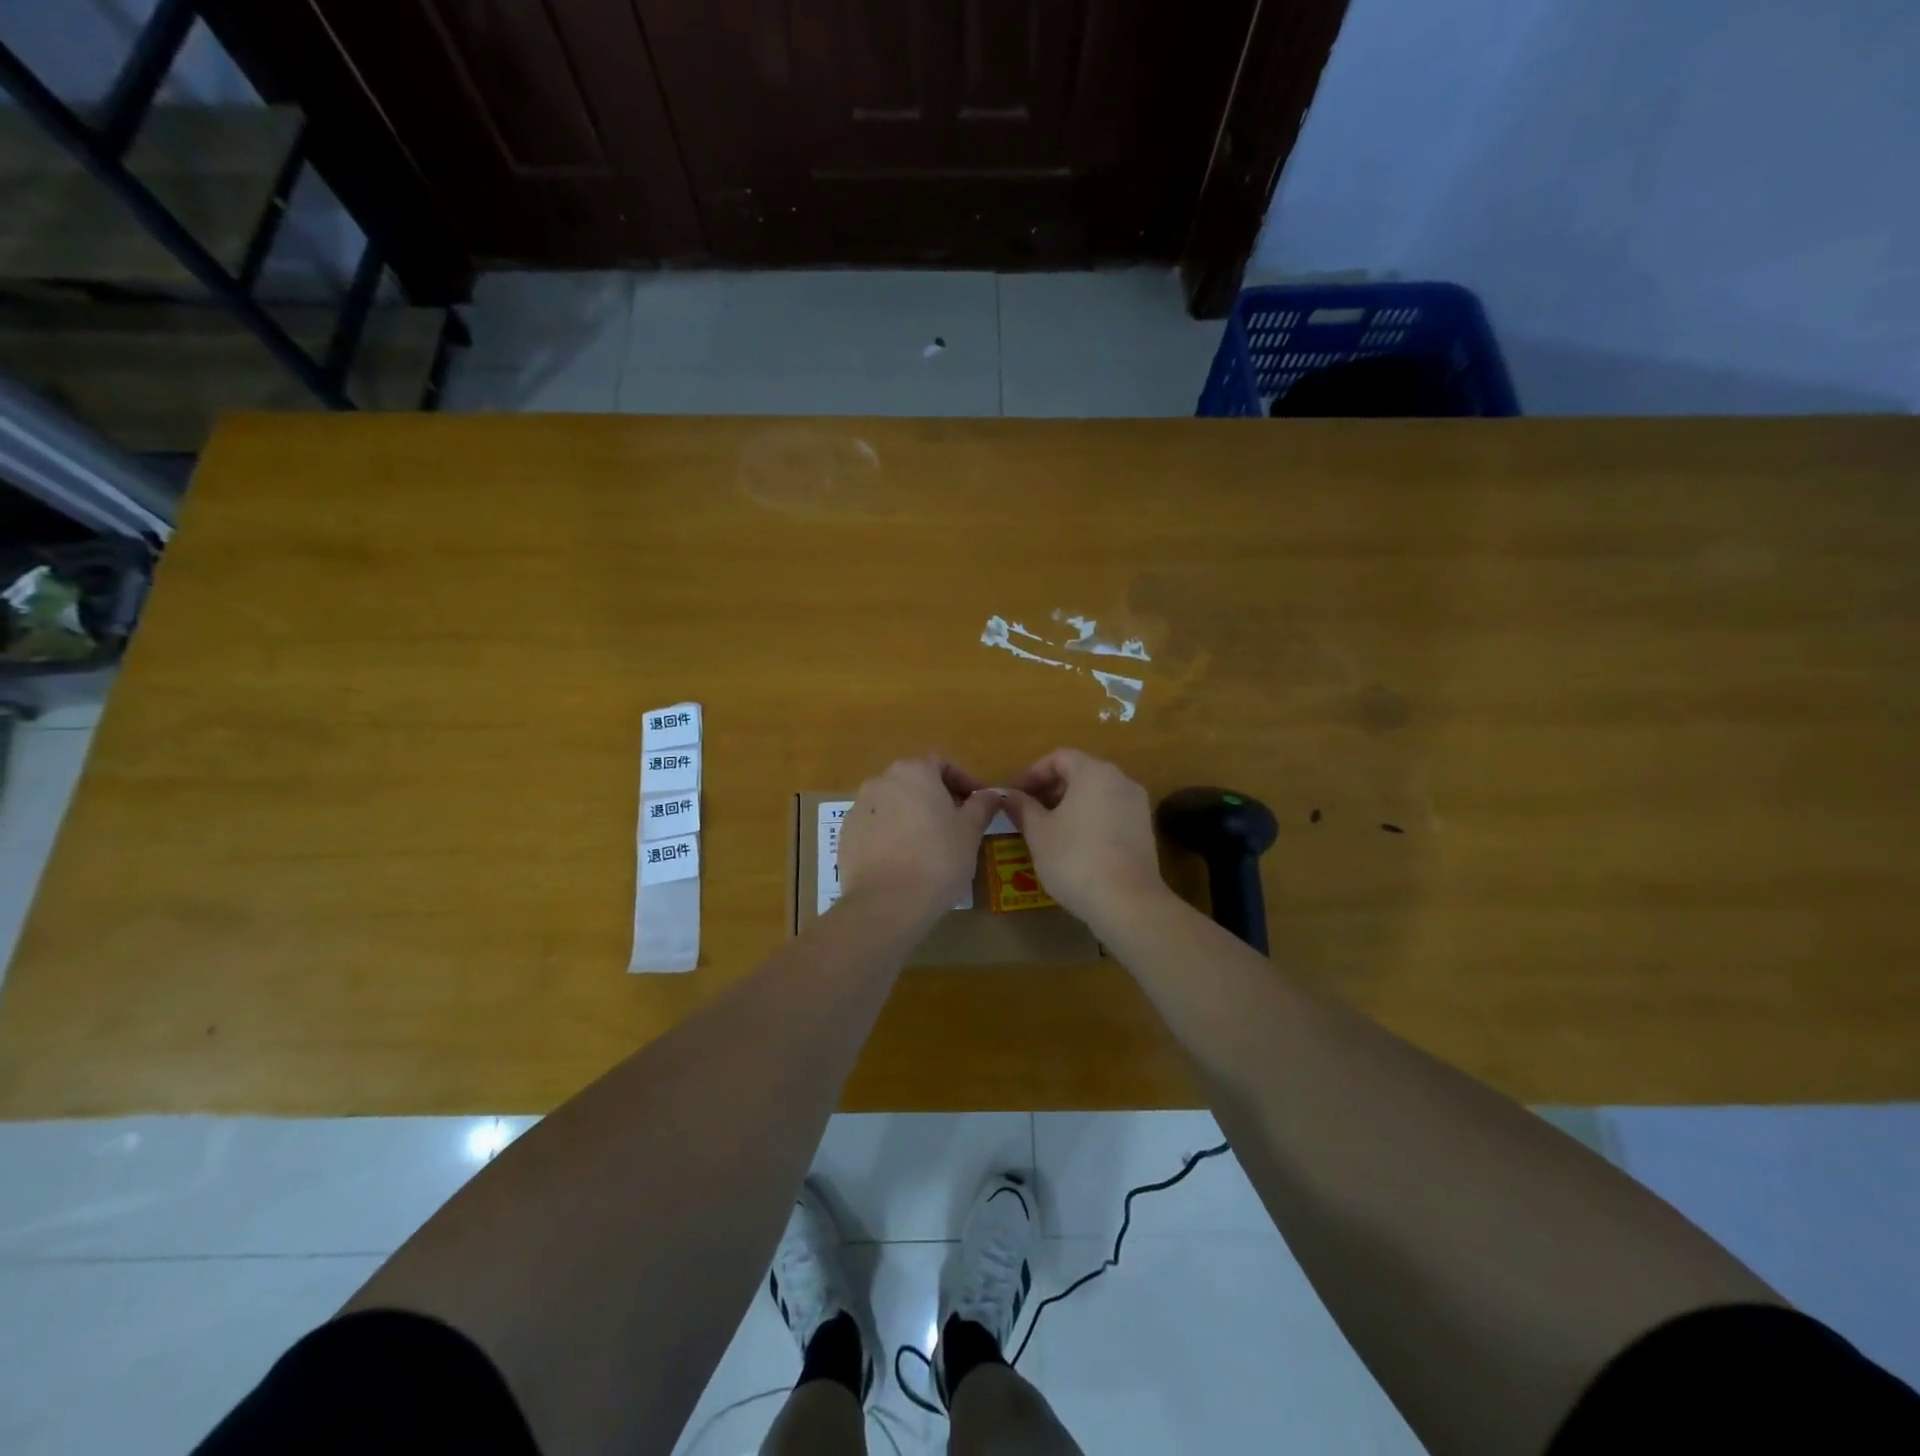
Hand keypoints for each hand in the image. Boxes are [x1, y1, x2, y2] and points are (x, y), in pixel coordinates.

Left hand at [837, 756, 1002, 919]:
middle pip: (915, 781)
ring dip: (912, 816)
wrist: (886, 903)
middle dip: (937, 798)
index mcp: (914, 772)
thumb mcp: (970, 831)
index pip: (942, 764)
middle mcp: (881, 780)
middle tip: (957, 825)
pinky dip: (891, 835)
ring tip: (930, 845)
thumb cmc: (938, 859)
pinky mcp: (846, 835)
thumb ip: (982, 805)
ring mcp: (859, 807)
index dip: (963, 781)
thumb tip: (992, 793)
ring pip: (893, 804)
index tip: (978, 804)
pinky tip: (904, 860)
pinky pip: (875, 826)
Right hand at [1003, 748, 1165, 928]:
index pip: (1059, 758)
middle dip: (1050, 790)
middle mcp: (1121, 780)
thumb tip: (1008, 796)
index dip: (1032, 774)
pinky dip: (1090, 819)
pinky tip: (1075, 846)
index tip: (1015, 796)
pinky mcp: (1145, 829)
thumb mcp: (1038, 832)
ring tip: (1048, 831)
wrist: (1127, 902)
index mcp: (1094, 772)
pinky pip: (1111, 812)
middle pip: (1080, 773)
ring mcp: (1137, 805)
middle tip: (1028, 813)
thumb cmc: (1074, 858)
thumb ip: (1022, 808)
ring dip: (1069, 806)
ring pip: (1096, 794)